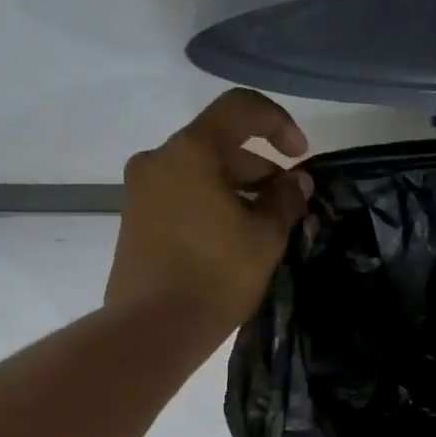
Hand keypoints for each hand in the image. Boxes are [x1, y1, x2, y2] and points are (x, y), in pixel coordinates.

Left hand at [105, 89, 311, 330]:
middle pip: (218, 144)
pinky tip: (233, 238)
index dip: (278, 123)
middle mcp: (158, 159)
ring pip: (200, 173)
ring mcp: (140, 190)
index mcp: (190, 151)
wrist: (153, 328)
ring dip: (237, 189)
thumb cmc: (216, 275)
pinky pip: (182, 196)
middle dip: (260, 167)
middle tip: (288, 203)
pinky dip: (211, 204)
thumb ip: (286, 200)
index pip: (240, 109)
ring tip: (265, 226)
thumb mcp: (265, 237)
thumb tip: (296, 182)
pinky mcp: (135, 220)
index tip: (300, 155)